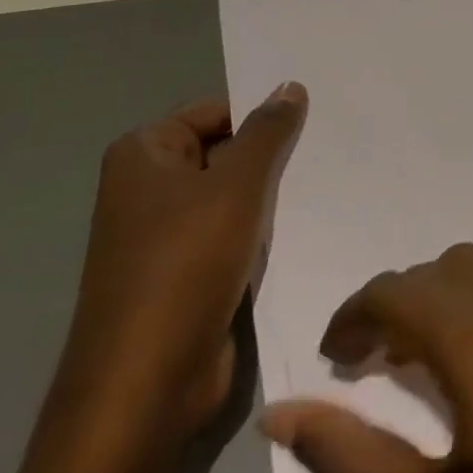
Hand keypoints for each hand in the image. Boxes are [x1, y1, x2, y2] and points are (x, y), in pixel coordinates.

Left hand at [55, 84, 307, 449]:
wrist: (148, 387)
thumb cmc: (185, 266)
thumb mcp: (236, 185)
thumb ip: (268, 132)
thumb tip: (289, 85)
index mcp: (143, 155)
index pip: (216, 111)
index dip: (262, 116)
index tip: (315, 121)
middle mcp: (148, 189)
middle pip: (226, 151)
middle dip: (273, 156)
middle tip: (329, 148)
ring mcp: (166, 236)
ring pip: (234, 196)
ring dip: (273, 196)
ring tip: (327, 183)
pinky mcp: (187, 275)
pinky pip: (234, 235)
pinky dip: (265, 231)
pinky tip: (307, 226)